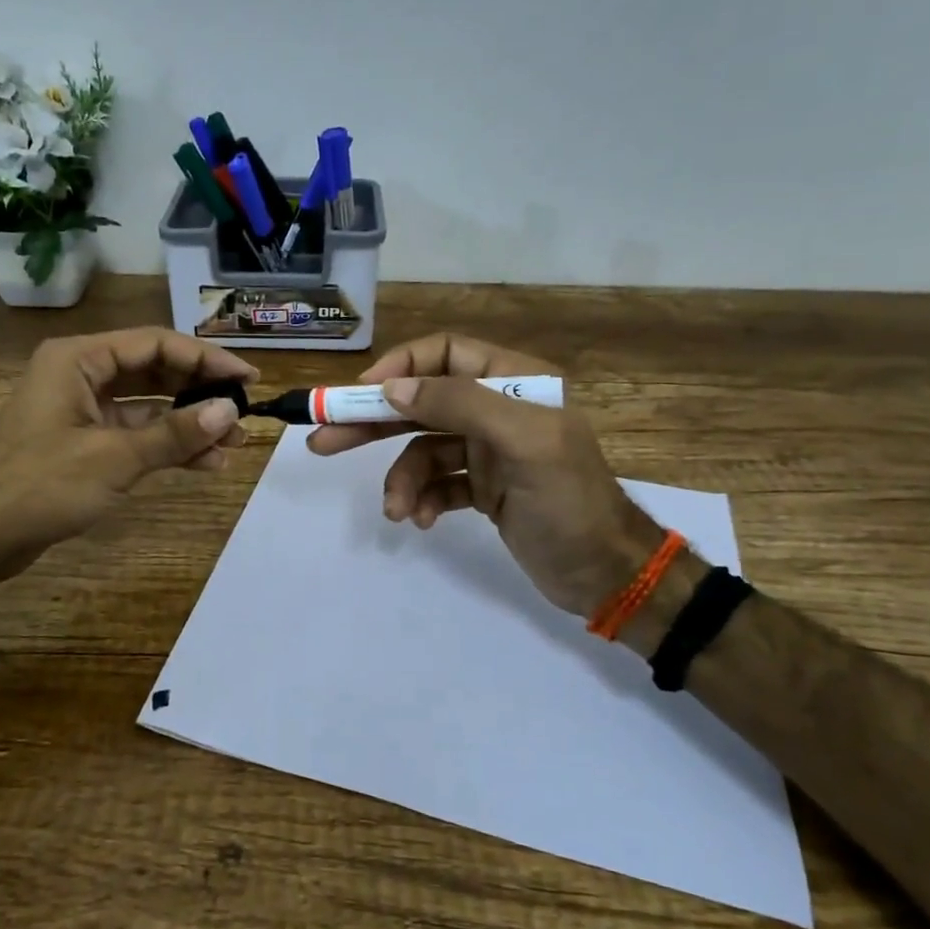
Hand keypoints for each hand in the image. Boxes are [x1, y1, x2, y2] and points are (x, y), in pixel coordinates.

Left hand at [0, 328, 253, 581]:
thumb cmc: (40, 487)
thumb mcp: (113, 458)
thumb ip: (173, 433)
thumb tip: (228, 411)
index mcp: (79, 359)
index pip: (156, 344)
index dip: (207, 359)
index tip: (248, 379)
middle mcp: (81, 374)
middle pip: (155, 371)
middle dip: (200, 393)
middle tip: (245, 412)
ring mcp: (82, 409)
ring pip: (149, 405)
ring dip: (189, 423)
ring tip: (234, 444)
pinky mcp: (85, 442)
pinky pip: (136, 433)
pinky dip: (167, 446)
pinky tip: (204, 462)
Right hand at [308, 333, 657, 617]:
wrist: (606, 575)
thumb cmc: (569, 502)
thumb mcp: (522, 443)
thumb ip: (459, 404)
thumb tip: (393, 387)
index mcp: (515, 382)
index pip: (444, 353)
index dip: (399, 367)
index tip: (360, 395)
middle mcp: (498, 409)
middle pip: (421, 401)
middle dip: (374, 423)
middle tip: (323, 441)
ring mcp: (488, 451)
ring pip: (422, 449)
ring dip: (402, 478)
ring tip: (396, 510)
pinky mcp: (483, 488)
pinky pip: (436, 483)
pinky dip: (423, 498)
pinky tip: (421, 520)